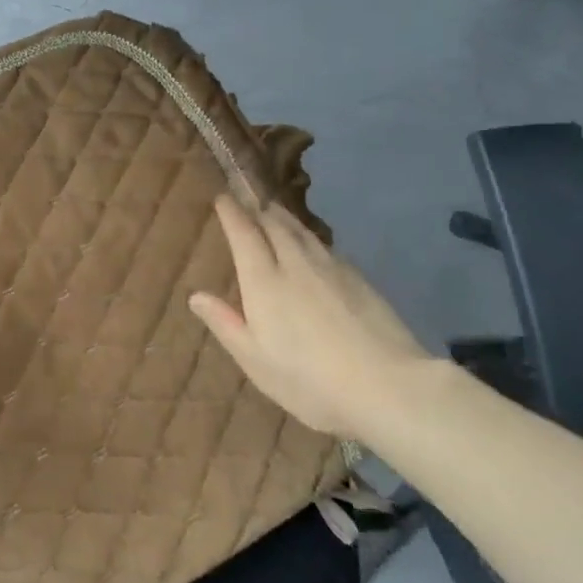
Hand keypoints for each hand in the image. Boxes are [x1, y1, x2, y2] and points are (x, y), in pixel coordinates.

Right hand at [189, 195, 436, 441]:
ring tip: (274, 212)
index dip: (232, 213)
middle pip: (274, 224)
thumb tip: (196, 296)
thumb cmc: (309, 380)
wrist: (387, 385)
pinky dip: (309, 237)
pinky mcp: (359, 279)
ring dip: (284, 218)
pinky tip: (312, 247)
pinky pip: (325, 246)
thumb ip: (225, 324)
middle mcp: (296, 264)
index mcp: (264, 282)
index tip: (222, 197)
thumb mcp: (255, 361)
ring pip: (302, 232)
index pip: (244, 234)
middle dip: (258, 209)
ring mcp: (332, 268)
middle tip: (247, 199)